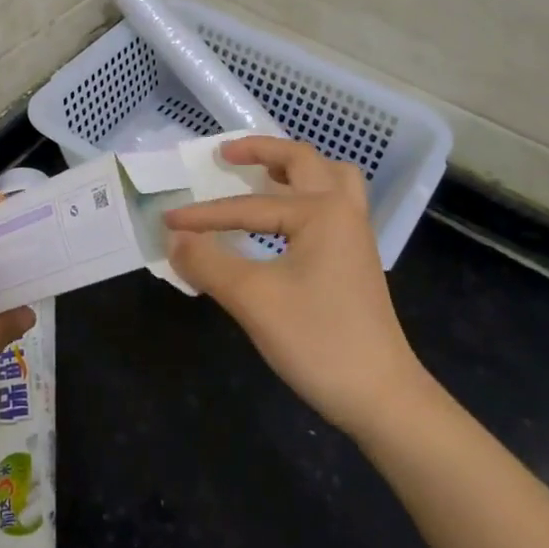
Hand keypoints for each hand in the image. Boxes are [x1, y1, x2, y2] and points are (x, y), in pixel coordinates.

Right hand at [164, 136, 429, 439]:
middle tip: (226, 155)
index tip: (167, 222)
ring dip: (295, 168)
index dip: (203, 216)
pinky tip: (283, 219)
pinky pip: (333, 204)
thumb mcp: (253, 300)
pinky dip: (306, 195)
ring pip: (329, 179)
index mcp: (322, 211)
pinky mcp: (356, 259)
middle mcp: (343, 211)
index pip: (248, 206)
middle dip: (262, 151)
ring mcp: (355, 235)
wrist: (382, 397)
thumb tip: (174, 240)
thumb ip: (209, 263)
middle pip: (303, 161)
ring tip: (262, 174)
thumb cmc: (318, 341)